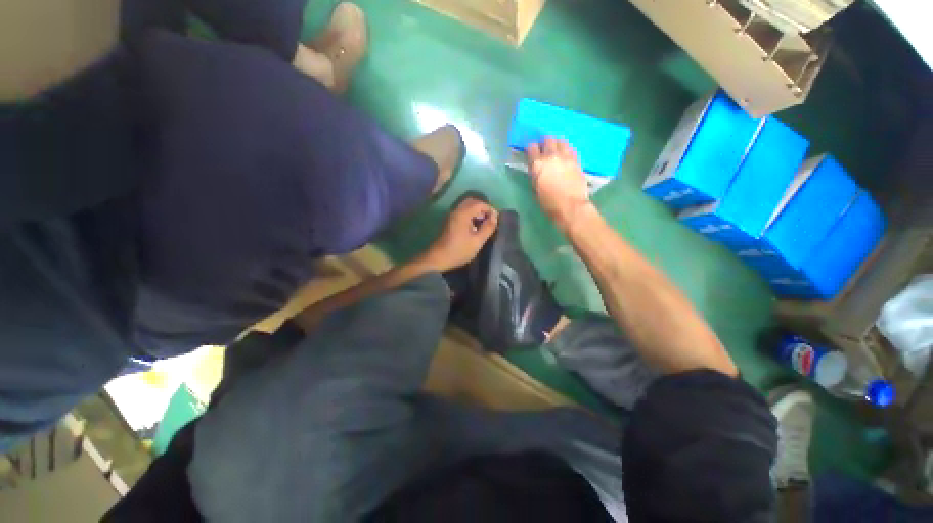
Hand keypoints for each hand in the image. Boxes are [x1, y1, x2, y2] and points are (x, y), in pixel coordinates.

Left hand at [421, 197, 498, 271]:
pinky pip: (462, 212)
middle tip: (490, 220)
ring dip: (477, 212)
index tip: (496, 220)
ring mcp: (452, 215)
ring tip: (484, 224)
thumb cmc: (459, 250)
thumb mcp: (477, 241)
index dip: (490, 209)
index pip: (480, 203)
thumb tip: (495, 217)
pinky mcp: (450, 221)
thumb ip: (488, 227)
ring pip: (467, 207)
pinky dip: (471, 215)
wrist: (438, 258)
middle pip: (472, 202)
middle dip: (483, 209)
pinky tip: (475, 227)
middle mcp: (456, 211)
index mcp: (463, 213)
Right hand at [526, 137, 591, 231]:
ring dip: (556, 143)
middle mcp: (551, 156)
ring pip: (561, 140)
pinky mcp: (576, 160)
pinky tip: (566, 155)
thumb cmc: (549, 203)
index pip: (531, 147)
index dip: (530, 148)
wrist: (570, 206)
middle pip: (547, 139)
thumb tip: (537, 168)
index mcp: (537, 164)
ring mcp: (565, 156)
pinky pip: (571, 148)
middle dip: (544, 142)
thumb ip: (536, 174)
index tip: (531, 151)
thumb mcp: (535, 188)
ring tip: (556, 149)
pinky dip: (567, 149)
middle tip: (544, 149)